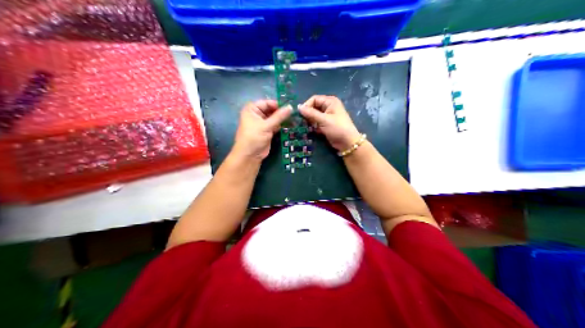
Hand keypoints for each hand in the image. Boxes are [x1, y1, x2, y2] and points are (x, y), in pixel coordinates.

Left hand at [231, 99, 289, 160]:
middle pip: (271, 110)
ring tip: (294, 118)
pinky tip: (291, 124)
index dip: (277, 104)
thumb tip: (291, 107)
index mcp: (252, 109)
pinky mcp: (267, 131)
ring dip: (282, 119)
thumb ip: (279, 116)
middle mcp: (256, 114)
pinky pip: (276, 125)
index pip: (267, 103)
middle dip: (281, 112)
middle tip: (294, 113)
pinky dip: (281, 125)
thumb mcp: (266, 126)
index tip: (289, 107)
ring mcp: (262, 123)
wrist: (250, 156)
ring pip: (274, 118)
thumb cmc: (254, 137)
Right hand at [301, 95, 361, 151]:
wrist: (347, 143)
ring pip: (314, 115)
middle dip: (308, 114)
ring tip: (308, 127)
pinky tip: (313, 130)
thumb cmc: (337, 128)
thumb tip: (298, 107)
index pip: (314, 99)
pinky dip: (314, 126)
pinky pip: (317, 122)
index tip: (301, 114)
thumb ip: (310, 113)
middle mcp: (329, 106)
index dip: (307, 105)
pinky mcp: (326, 124)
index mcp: (330, 102)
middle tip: (304, 122)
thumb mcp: (323, 120)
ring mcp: (328, 116)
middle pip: (314, 107)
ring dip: (310, 121)